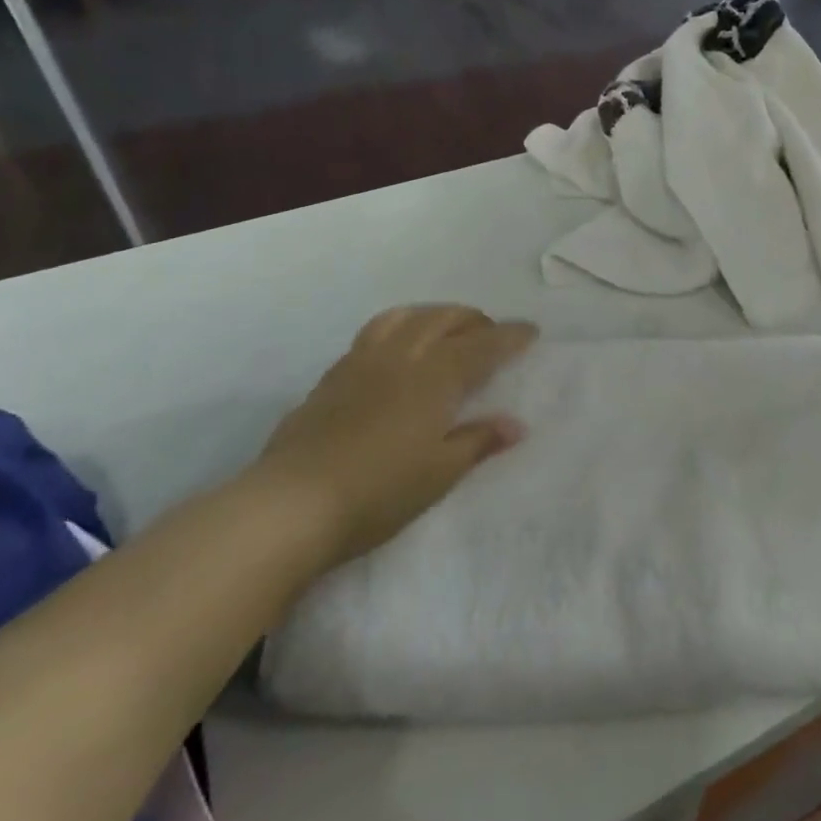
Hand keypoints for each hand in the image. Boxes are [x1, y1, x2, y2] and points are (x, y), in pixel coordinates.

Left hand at [257, 306, 536, 568]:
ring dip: (432, 315)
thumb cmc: (379, 491)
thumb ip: (478, 441)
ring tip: (443, 329)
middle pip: (442, 319)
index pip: (482, 345)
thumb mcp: (440, 473)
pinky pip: (372, 335)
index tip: (530, 331)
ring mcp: (360, 363)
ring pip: (403, 317)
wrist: (290, 505)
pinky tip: (395, 354)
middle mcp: (401, 357)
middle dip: (472, 319)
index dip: (509, 336)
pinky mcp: (331, 378)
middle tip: (490, 333)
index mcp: (434, 377)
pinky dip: (398, 330)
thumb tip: (515, 425)